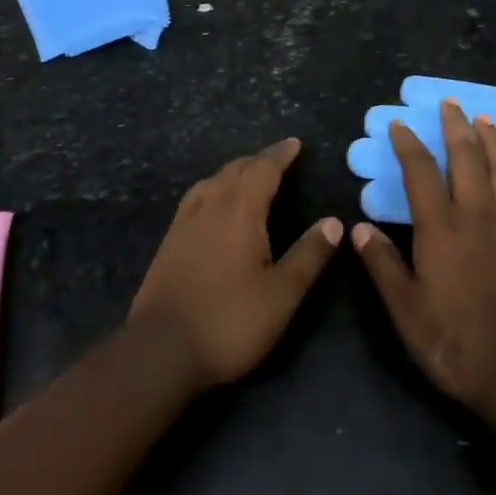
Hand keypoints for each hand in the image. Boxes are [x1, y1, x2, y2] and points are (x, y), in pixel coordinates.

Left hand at [129, 139, 342, 391]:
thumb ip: (309, 255)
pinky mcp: (169, 242)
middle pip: (235, 170)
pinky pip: (194, 198)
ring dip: (233, 172)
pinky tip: (211, 204)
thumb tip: (334, 222)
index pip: (263, 170)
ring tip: (247, 174)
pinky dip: (212, 188)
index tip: (294, 143)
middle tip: (277, 157)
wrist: (161, 351)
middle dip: (258, 160)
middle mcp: (210, 207)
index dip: (280, 155)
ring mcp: (184, 223)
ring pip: (211, 181)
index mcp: (240, 211)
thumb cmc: (229, 321)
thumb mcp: (281, 294)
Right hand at [352, 101, 495, 412]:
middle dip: (455, 126)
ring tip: (484, 119)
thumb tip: (359, 227)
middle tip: (450, 102)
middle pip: (467, 157)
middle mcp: (477, 215)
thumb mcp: (406, 310)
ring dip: (492, 139)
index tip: (399, 124)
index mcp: (441, 228)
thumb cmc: (455, 341)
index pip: (420, 172)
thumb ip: (382, 264)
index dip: (408, 145)